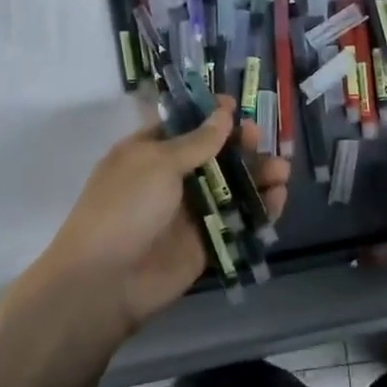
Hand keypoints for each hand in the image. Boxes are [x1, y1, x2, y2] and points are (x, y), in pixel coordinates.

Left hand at [23, 98, 290, 339]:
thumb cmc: (125, 207)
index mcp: (149, 152)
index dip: (211, 115)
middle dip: (240, 145)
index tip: (237, 105)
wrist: (105, 281)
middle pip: (215, 155)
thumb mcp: (158, 163)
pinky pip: (238, 220)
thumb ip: (197, 141)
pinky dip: (260, 209)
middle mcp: (171, 178)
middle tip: (259, 138)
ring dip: (257, 175)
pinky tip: (278, 197)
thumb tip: (224, 114)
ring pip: (231, 187)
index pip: (185, 126)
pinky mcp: (206, 242)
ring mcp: (190, 211)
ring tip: (281, 170)